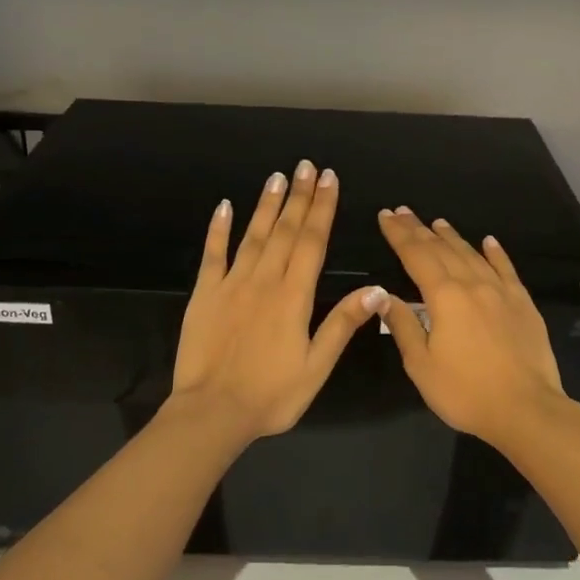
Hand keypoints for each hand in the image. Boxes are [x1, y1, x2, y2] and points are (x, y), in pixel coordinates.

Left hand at [171, 161, 384, 441]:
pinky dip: (219, 228)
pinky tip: (225, 206)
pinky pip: (212, 254)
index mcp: (294, 296)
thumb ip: (342, 324)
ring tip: (278, 176)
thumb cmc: (271, 395)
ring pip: (252, 235)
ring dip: (266, 204)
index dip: (322, 208)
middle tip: (307, 166)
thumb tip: (376, 290)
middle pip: (285, 230)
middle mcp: (264, 281)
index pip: (312, 241)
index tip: (329, 179)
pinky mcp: (203, 294)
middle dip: (299, 196)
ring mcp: (231, 284)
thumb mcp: (316, 367)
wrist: (212, 412)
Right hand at [374, 208, 574, 448]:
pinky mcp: (523, 304)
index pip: (416, 256)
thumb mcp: (421, 365)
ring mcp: (502, 292)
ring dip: (453, 236)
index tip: (385, 216)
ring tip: (437, 222)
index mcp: (444, 297)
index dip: (399, 235)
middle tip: (403, 211)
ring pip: (473, 255)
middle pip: (442, 249)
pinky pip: (507, 270)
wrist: (526, 409)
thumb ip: (403, 326)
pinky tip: (489, 241)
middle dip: (420, 229)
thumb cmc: (466, 391)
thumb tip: (383, 296)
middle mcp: (473, 285)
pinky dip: (496, 253)